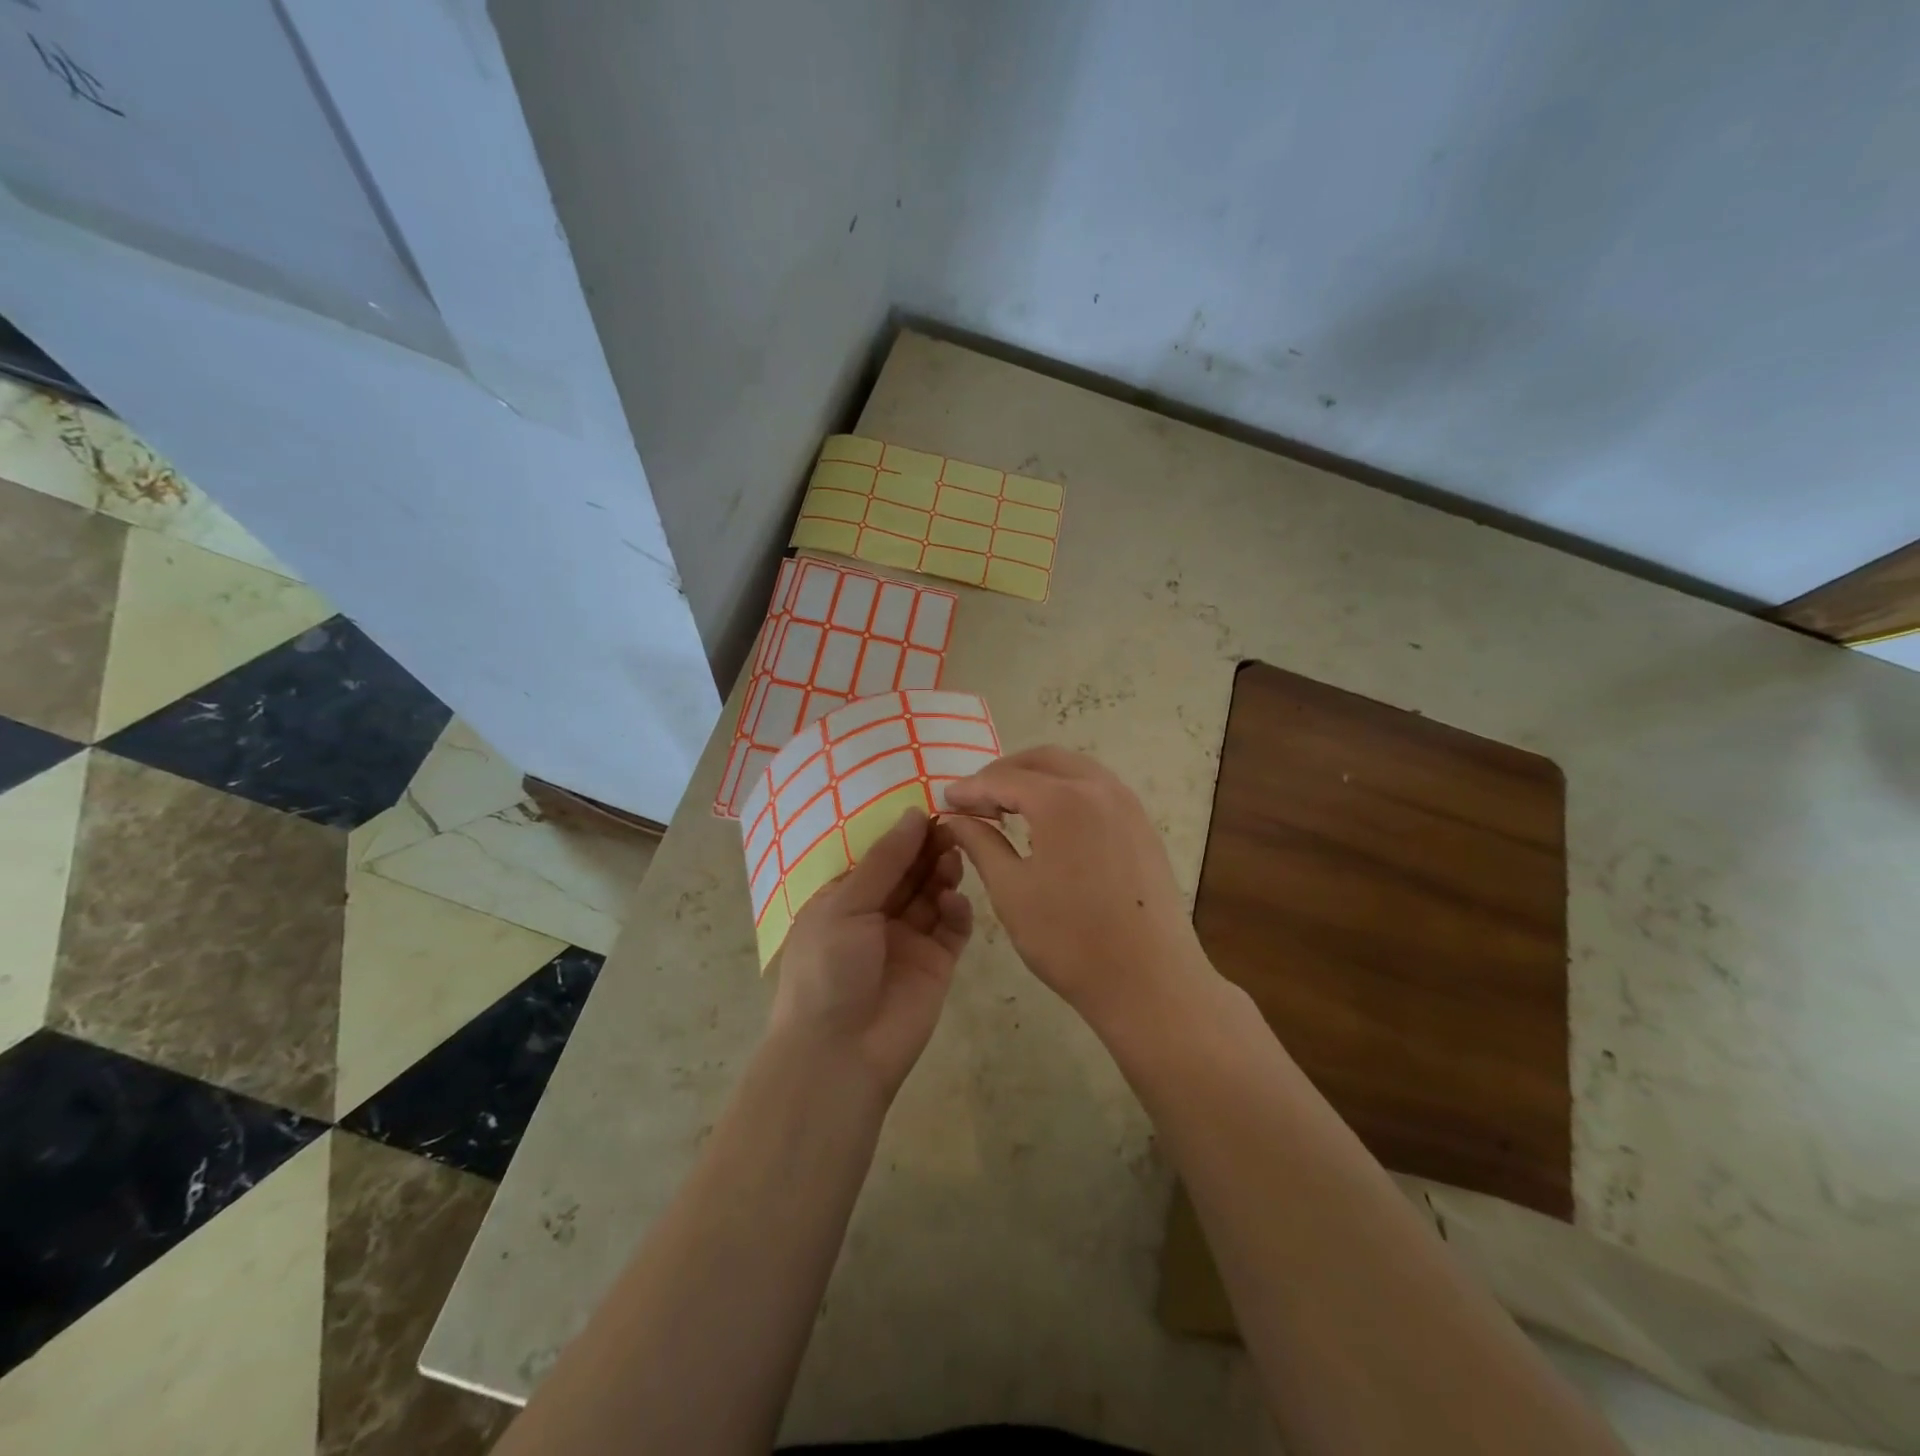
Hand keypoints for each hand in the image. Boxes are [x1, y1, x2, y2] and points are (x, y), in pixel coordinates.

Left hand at [769, 808, 972, 1097]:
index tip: (929, 806)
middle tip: (951, 825)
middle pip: (909, 872)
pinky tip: (953, 901)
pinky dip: (956, 910)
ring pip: (933, 895)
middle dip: (927, 848)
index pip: (878, 857)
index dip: (902, 833)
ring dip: (943, 872)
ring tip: (953, 855)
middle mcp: (877, 916)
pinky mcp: (937, 963)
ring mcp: (909, 940)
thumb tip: (913, 814)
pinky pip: (953, 928)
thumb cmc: (829, 968)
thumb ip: (885, 861)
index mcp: (844, 900)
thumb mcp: (846, 906)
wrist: (840, 1053)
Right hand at [942, 746, 1208, 1031]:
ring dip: (1038, 778)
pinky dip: (1067, 792)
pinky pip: (1098, 789)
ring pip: (1074, 769)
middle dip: (1005, 772)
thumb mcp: (1011, 891)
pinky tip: (1051, 824)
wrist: (1149, 980)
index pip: (1004, 779)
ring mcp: (1128, 804)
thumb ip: (981, 844)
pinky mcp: (1143, 825)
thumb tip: (958, 818)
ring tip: (1009, 807)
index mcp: (1062, 800)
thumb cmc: (1069, 939)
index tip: (946, 799)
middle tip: (977, 798)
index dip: (971, 788)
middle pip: (1043, 760)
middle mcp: (1099, 788)